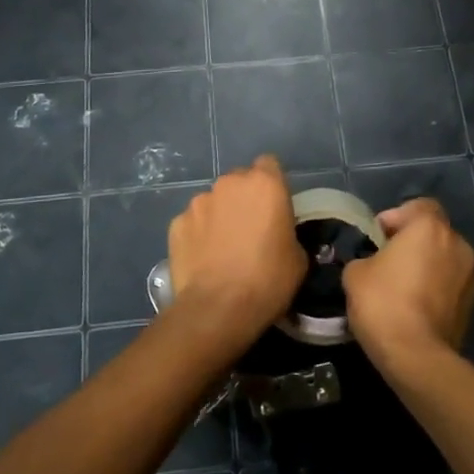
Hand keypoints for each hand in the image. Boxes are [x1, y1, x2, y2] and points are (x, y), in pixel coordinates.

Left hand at [166, 156, 305, 354]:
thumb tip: (279, 235)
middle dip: (244, 199)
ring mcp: (198, 202)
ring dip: (220, 216)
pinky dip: (199, 234)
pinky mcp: (176, 223)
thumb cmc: (268, 280)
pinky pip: (193, 223)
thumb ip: (287, 233)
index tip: (275, 207)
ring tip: (223, 248)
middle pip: (239, 181)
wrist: (218, 308)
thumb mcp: (298, 257)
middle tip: (251, 230)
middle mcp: (229, 183)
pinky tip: (203, 259)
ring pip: (214, 201)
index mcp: (264, 184)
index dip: (272, 184)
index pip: (269, 164)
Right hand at [342, 198, 473, 375]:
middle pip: (433, 233)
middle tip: (387, 261)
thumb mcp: (355, 273)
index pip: (418, 206)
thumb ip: (365, 257)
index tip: (377, 237)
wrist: (416, 356)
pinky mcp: (472, 304)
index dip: (396, 217)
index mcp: (430, 228)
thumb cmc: (383, 303)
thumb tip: (372, 263)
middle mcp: (457, 244)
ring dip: (427, 266)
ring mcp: (470, 275)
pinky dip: (435, 289)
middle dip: (412, 242)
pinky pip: (450, 285)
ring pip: (444, 259)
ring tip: (401, 288)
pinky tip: (414, 308)